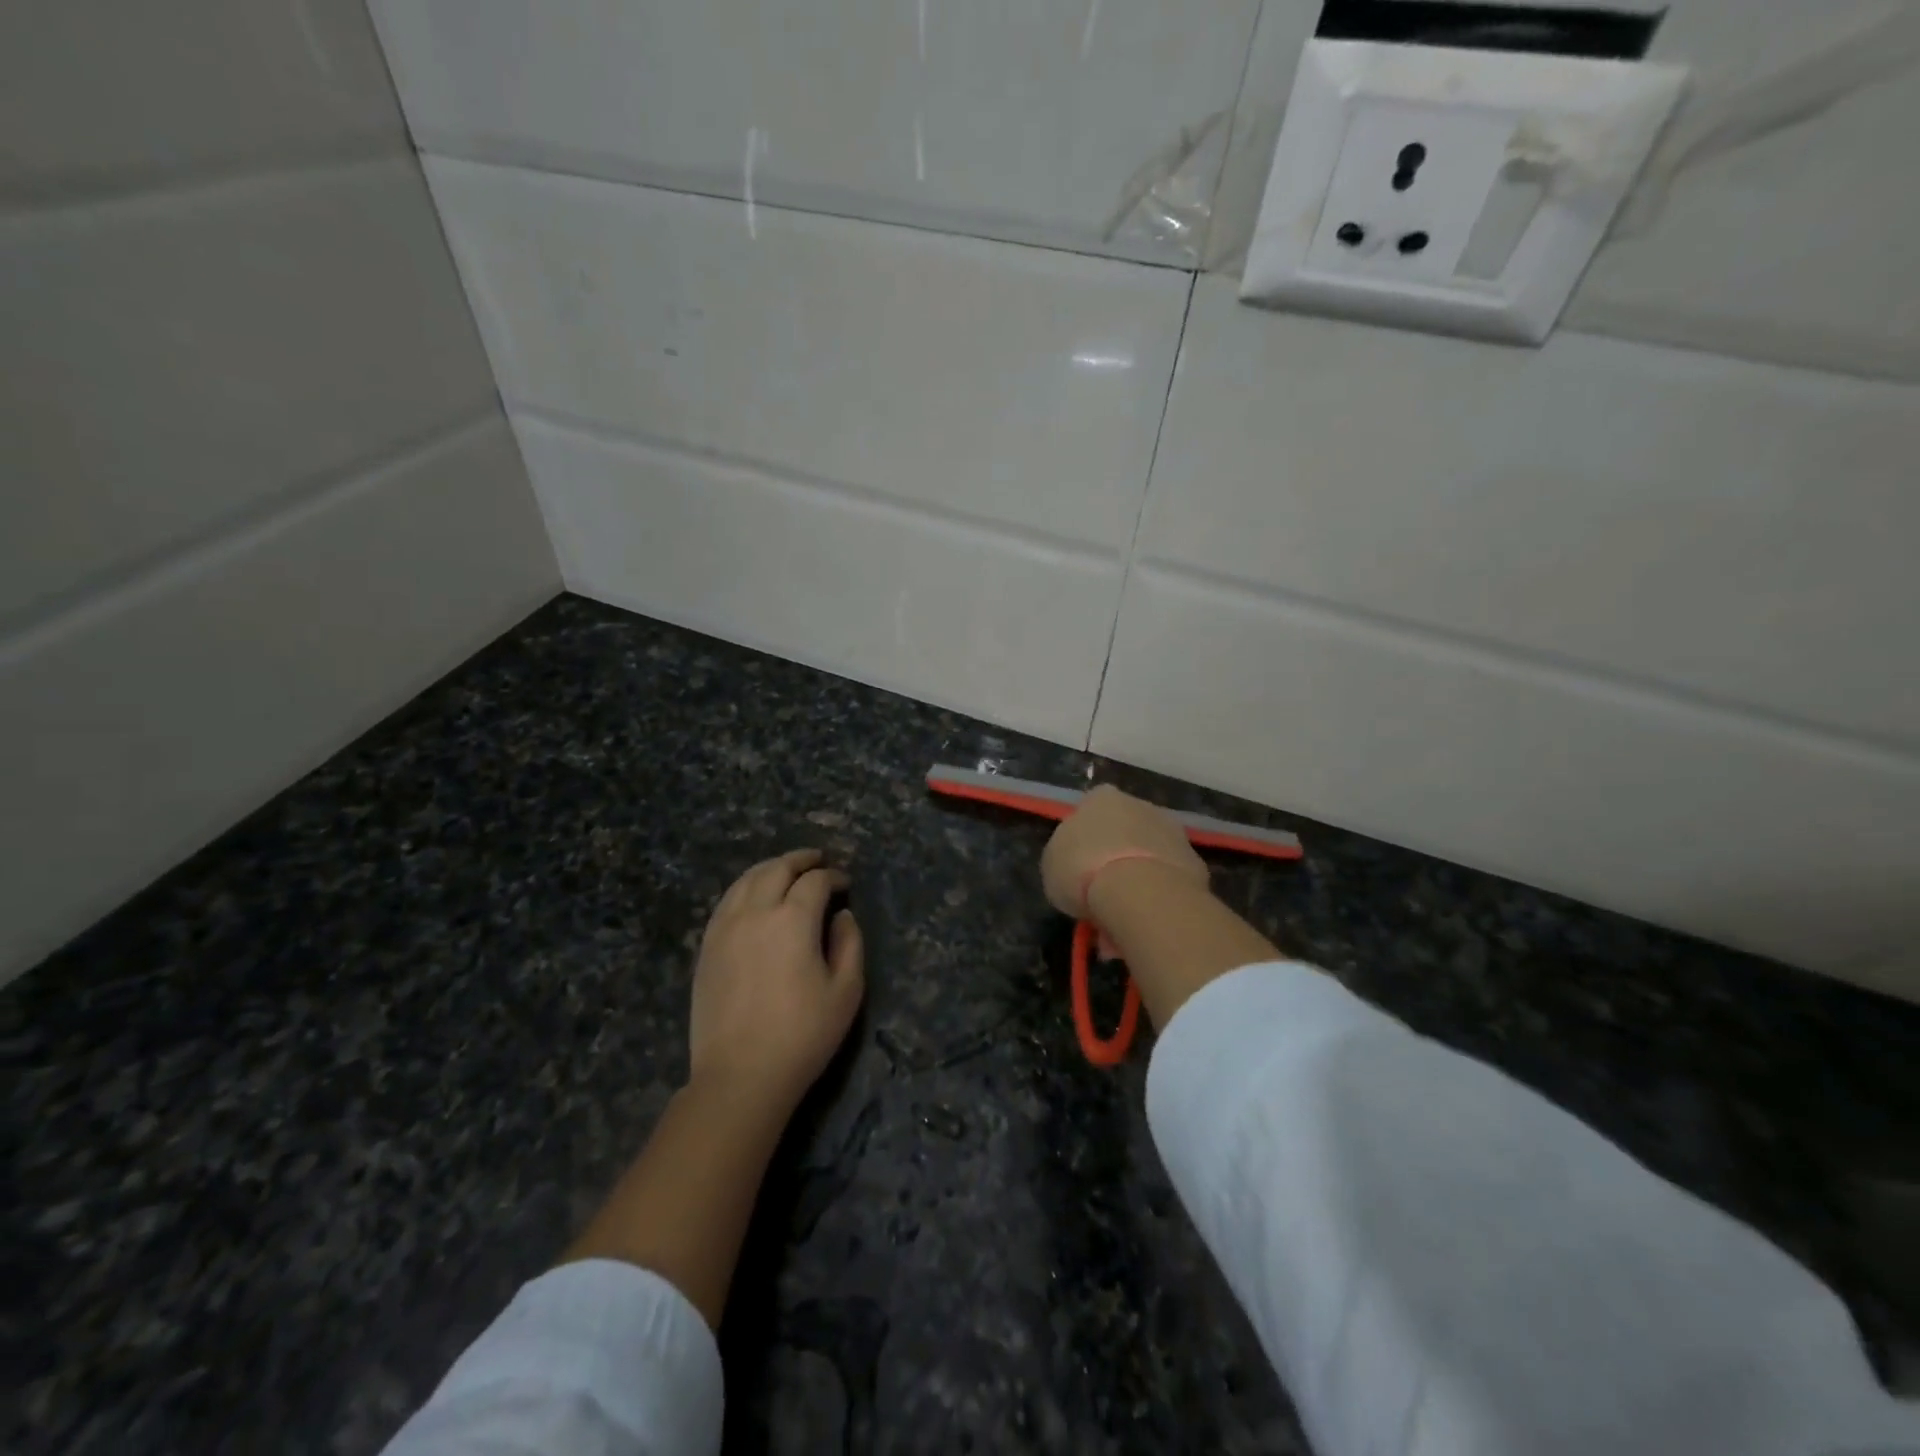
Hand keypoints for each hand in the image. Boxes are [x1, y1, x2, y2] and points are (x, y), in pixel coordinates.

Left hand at [689, 849, 864, 1111]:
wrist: (740, 1075)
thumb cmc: (803, 1035)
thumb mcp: (846, 991)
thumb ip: (850, 943)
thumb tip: (842, 915)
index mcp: (793, 919)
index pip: (815, 881)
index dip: (833, 877)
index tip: (845, 884)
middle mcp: (756, 912)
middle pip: (777, 868)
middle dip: (801, 860)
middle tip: (818, 860)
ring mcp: (725, 927)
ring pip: (746, 879)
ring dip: (770, 868)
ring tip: (786, 870)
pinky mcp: (707, 946)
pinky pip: (726, 901)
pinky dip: (745, 887)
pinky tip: (754, 896)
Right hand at [1040, 785, 1207, 919]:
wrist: (1141, 893)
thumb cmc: (1083, 871)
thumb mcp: (1053, 864)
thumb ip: (1066, 855)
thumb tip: (1077, 862)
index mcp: (1101, 798)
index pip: (1091, 810)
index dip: (1084, 839)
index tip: (1079, 865)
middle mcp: (1140, 805)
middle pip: (1125, 830)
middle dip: (1116, 856)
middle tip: (1102, 892)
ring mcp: (1172, 831)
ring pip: (1149, 855)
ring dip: (1139, 877)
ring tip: (1123, 915)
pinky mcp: (1195, 861)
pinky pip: (1169, 878)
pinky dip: (1159, 895)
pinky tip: (1147, 919)